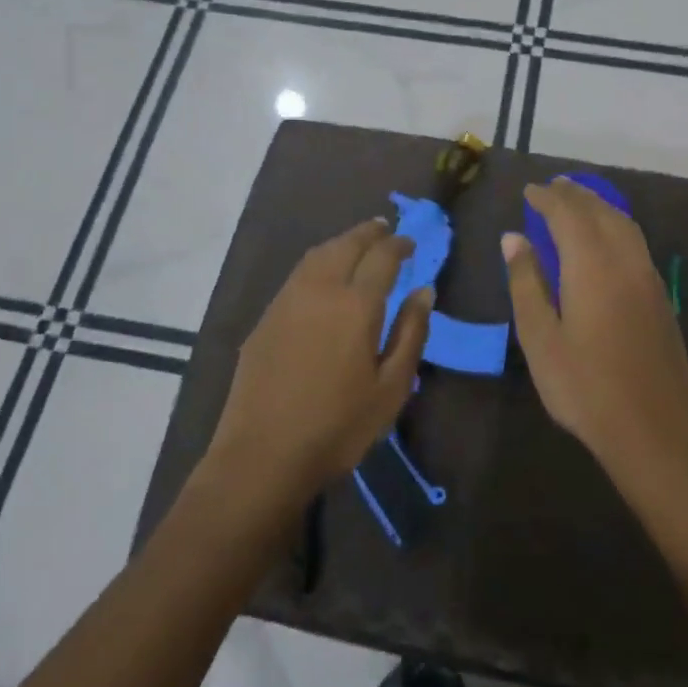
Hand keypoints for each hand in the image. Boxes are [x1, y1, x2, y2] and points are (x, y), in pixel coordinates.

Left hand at [207, 218, 432, 499]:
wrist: (262, 456)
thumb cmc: (338, 427)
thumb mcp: (391, 388)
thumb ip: (411, 333)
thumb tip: (424, 291)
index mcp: (356, 304)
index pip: (382, 257)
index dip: (399, 245)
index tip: (410, 245)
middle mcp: (320, 290)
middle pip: (346, 245)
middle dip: (369, 233)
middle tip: (385, 230)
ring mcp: (287, 300)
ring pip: (317, 255)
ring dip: (341, 242)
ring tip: (357, 244)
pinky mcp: (266, 318)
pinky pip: (298, 274)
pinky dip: (318, 262)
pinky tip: (324, 276)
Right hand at [503, 179, 687, 500]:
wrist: (654, 431)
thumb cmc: (585, 387)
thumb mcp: (540, 338)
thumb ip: (526, 282)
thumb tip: (514, 237)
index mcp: (592, 266)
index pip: (568, 214)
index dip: (548, 198)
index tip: (529, 190)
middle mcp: (625, 261)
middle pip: (600, 212)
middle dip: (575, 195)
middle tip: (552, 187)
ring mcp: (649, 278)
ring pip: (624, 224)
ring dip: (599, 206)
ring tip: (577, 201)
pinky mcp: (661, 297)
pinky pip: (636, 242)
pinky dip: (616, 225)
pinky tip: (606, 238)